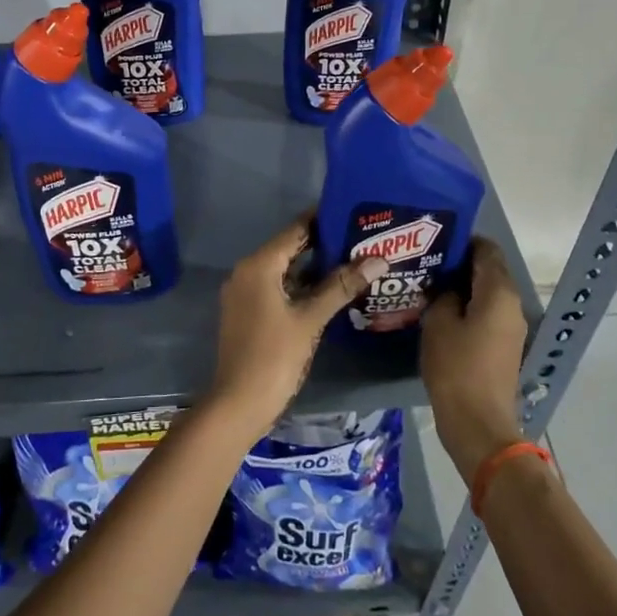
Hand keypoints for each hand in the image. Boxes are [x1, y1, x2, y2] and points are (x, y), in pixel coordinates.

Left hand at [206, 216, 388, 443]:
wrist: (239, 403)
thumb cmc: (274, 356)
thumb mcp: (311, 319)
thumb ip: (342, 286)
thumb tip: (378, 259)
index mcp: (258, 265)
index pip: (295, 230)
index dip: (323, 219)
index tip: (353, 212)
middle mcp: (247, 272)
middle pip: (290, 248)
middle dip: (324, 244)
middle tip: (362, 238)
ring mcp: (245, 294)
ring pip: (285, 271)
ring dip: (315, 267)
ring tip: (354, 261)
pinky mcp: (249, 313)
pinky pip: (278, 288)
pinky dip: (302, 286)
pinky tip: (331, 291)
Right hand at [422, 238, 529, 484]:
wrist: (478, 423)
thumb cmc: (456, 368)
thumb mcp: (438, 323)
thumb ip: (442, 295)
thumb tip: (447, 288)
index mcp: (499, 292)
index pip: (487, 250)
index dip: (463, 241)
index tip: (435, 242)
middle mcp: (512, 304)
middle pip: (489, 271)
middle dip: (460, 264)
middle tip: (427, 263)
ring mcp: (511, 327)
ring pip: (487, 294)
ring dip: (463, 287)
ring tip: (430, 286)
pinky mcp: (504, 347)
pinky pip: (487, 314)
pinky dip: (468, 307)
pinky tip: (442, 313)